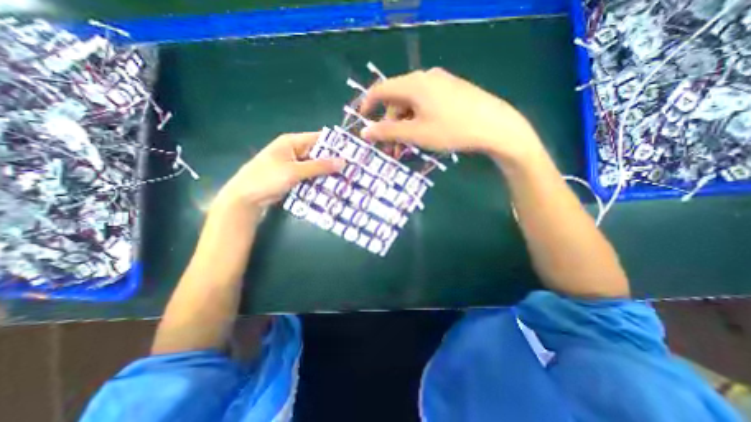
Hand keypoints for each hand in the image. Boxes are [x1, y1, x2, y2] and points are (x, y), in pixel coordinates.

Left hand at [216, 131, 344, 210]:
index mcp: (292, 142)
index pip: (318, 139)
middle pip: (318, 153)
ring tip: (347, 178)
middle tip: (352, 168)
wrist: (246, 199)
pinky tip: (332, 186)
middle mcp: (294, 151)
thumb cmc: (267, 179)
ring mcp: (294, 165)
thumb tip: (343, 161)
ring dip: (328, 172)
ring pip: (316, 166)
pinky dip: (320, 180)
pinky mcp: (294, 177)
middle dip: (333, 161)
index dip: (334, 145)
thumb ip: (319, 166)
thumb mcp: (294, 171)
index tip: (352, 153)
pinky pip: (311, 176)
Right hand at [360, 68, 542, 163]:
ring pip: (411, 104)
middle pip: (397, 100)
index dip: (367, 105)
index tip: (362, 121)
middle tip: (390, 148)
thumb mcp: (415, 134)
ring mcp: (440, 83)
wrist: (494, 127)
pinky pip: (425, 104)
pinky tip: (421, 135)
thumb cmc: (451, 130)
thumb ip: (388, 132)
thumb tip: (364, 131)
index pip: (381, 90)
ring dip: (404, 125)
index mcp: (413, 84)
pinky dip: (417, 120)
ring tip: (405, 147)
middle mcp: (425, 78)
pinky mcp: (451, 91)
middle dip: (390, 124)